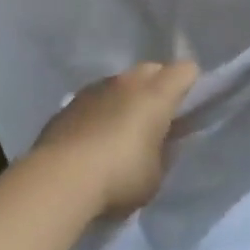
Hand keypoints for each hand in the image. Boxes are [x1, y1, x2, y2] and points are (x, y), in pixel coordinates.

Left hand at [35, 61, 199, 217]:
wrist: (59, 179)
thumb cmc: (120, 176)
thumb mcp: (156, 174)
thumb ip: (164, 152)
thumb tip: (163, 141)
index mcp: (157, 94)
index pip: (185, 70)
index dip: (191, 86)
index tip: (188, 110)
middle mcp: (128, 81)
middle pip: (152, 70)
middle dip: (158, 88)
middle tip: (157, 119)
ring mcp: (95, 88)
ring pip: (121, 83)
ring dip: (126, 98)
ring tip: (122, 130)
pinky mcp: (69, 103)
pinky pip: (95, 98)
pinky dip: (100, 111)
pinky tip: (94, 139)